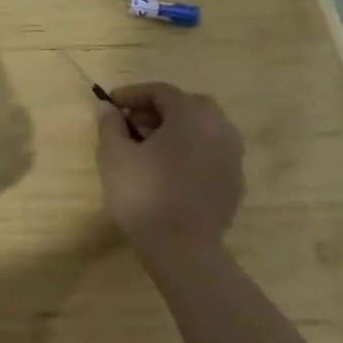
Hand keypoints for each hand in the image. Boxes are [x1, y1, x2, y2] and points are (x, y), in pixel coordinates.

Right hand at [95, 82, 244, 254]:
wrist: (183, 251)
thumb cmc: (144, 194)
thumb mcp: (114, 155)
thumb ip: (110, 124)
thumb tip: (108, 107)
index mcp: (191, 116)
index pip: (161, 91)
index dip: (133, 94)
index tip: (111, 105)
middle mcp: (219, 130)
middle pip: (189, 105)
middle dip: (160, 108)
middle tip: (134, 123)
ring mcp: (232, 158)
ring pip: (205, 128)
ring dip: (179, 128)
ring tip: (152, 146)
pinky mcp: (235, 183)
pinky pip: (213, 152)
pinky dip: (193, 149)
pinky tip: (171, 169)